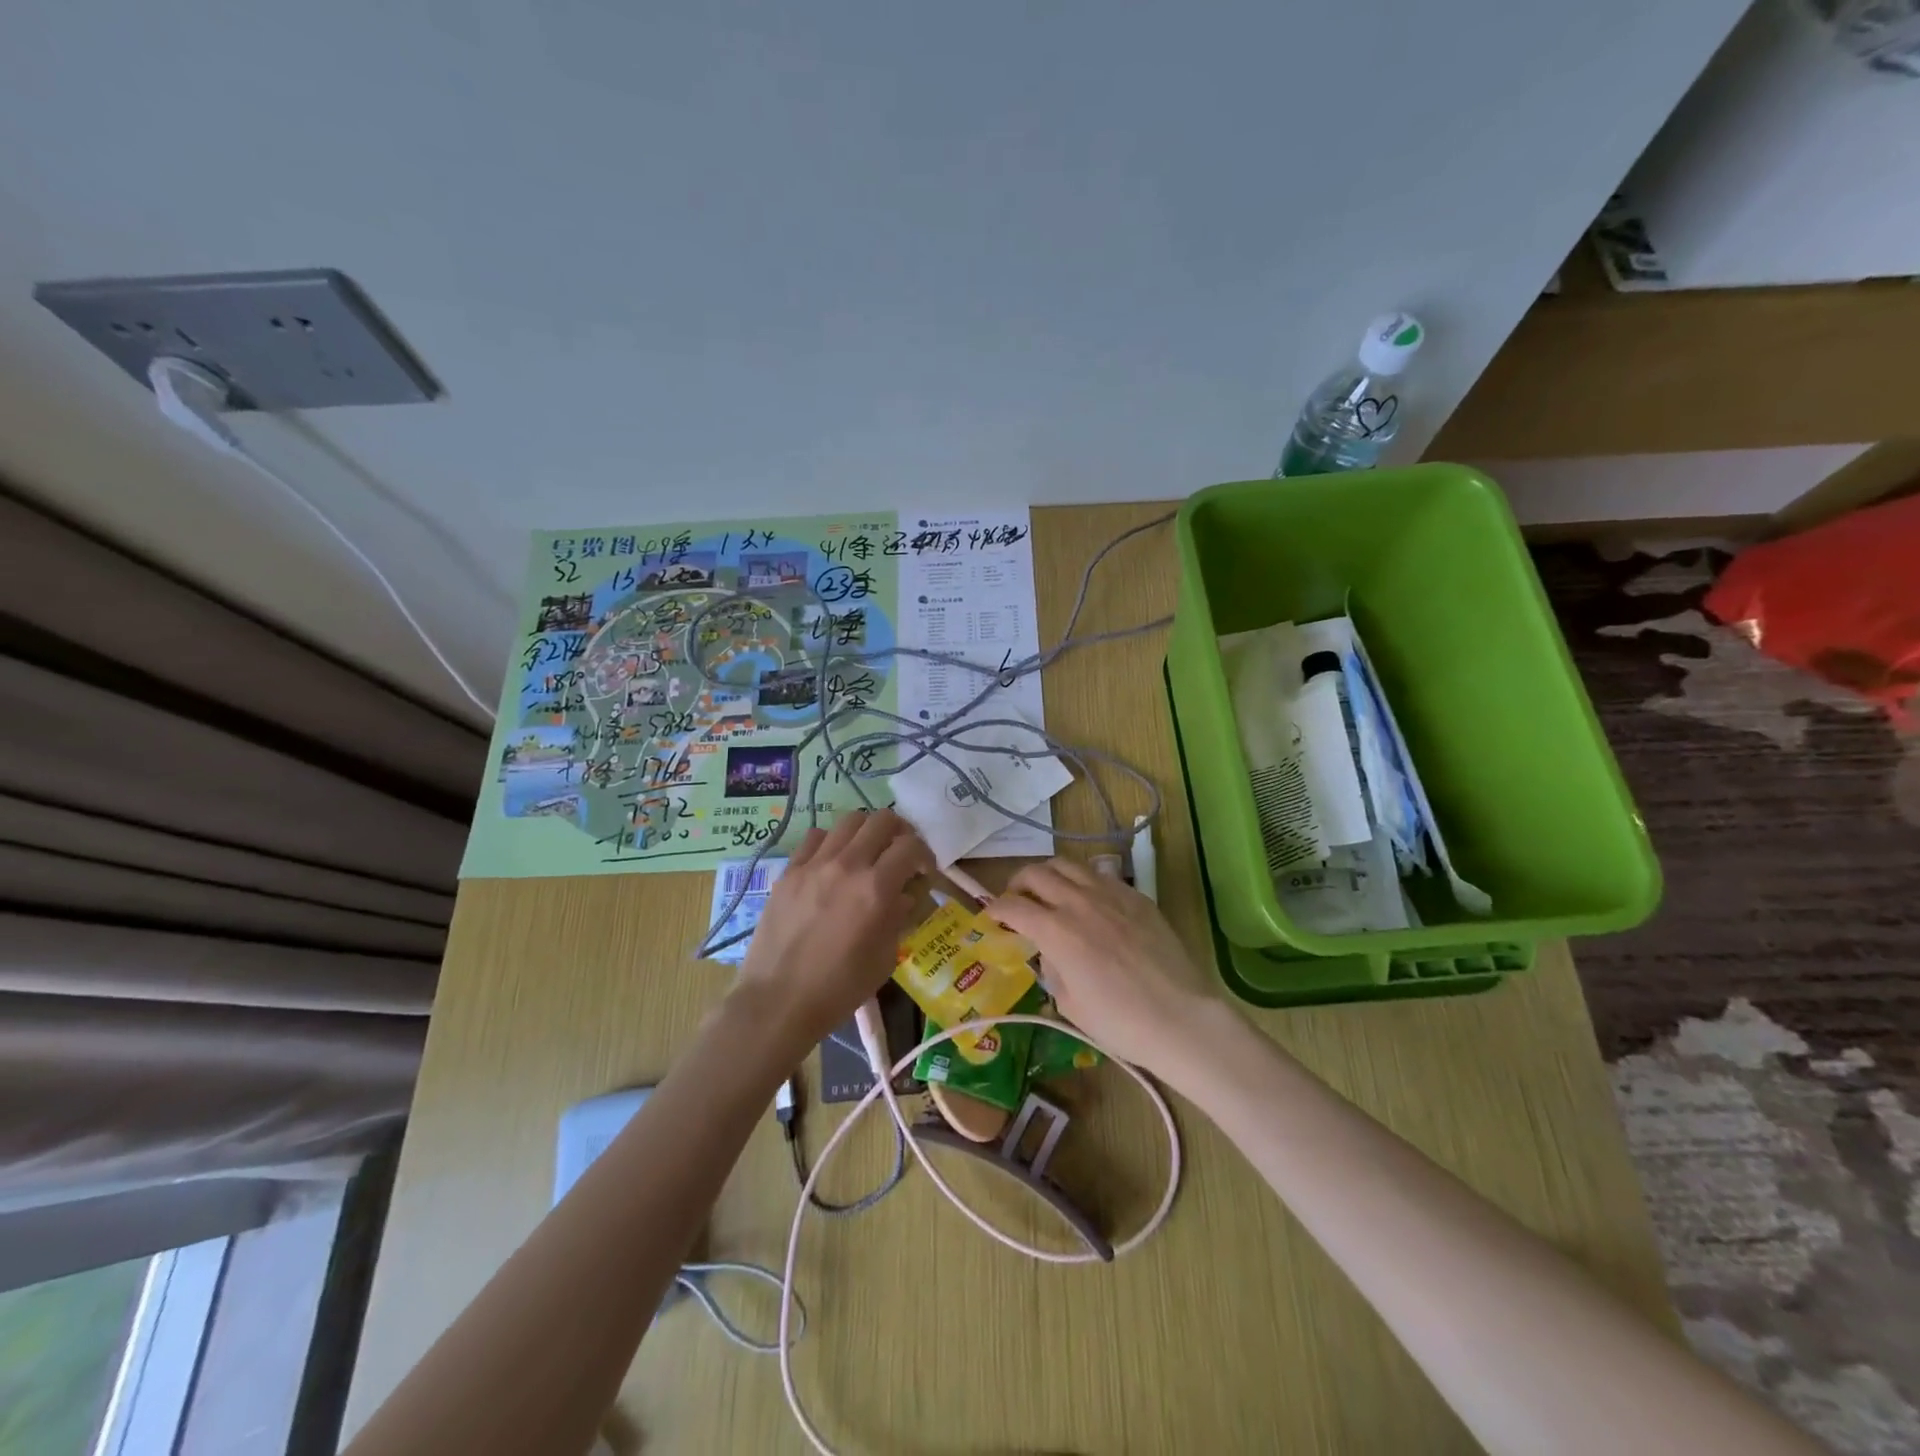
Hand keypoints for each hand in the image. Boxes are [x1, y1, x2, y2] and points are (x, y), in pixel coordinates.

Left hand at [735, 809, 931, 1048]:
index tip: (924, 872)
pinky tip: (832, 863)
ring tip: (867, 853)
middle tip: (900, 854)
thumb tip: (904, 895)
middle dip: (899, 832)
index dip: (925, 855)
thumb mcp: (884, 958)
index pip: (911, 846)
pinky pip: (815, 837)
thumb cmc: (838, 989)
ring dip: (866, 832)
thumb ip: (899, 917)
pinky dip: (832, 842)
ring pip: (848, 820)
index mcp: (876, 889)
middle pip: (882, 820)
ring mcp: (814, 864)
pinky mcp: (789, 870)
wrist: (777, 1002)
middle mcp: (847, 865)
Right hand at [987, 857, 1221, 1073]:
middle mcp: (1079, 902)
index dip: (995, 908)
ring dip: (1049, 875)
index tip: (991, 915)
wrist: (1181, 1018)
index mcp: (1056, 931)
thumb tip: (1050, 953)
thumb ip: (1052, 969)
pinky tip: (1088, 902)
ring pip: (1068, 865)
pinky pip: (1100, 876)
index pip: (1013, 906)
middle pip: (1036, 873)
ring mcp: (1110, 894)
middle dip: (1018, 884)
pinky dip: (1082, 882)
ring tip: (1048, 892)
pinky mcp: (1136, 896)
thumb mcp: (1070, 1004)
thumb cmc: (1121, 1022)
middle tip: (1017, 900)